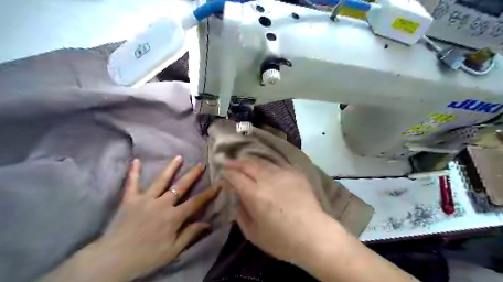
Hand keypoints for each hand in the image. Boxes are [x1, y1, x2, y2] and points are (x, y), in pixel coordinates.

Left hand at [87, 158, 220, 279]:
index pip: (195, 202)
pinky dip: (133, 172)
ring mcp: (145, 199)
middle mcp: (161, 204)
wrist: (112, 261)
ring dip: (171, 168)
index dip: (208, 193)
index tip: (218, 184)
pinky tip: (135, 160)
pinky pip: (131, 183)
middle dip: (192, 175)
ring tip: (179, 157)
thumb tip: (208, 223)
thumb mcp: (173, 251)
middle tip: (201, 164)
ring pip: (161, 180)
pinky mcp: (129, 200)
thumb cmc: (146, 257)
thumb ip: (190, 234)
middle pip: (180, 186)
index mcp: (173, 217)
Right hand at [222, 160, 327, 264]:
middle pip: (248, 164)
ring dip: (250, 161)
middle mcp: (268, 180)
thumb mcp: (254, 233)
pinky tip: (265, 165)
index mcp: (255, 195)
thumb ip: (241, 213)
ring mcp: (283, 174)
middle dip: (236, 163)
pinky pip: (278, 163)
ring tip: (244, 162)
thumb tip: (237, 197)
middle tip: (229, 163)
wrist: (314, 235)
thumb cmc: (282, 240)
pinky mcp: (295, 173)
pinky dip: (267, 163)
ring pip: (262, 161)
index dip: (227, 174)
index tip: (224, 175)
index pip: (236, 177)